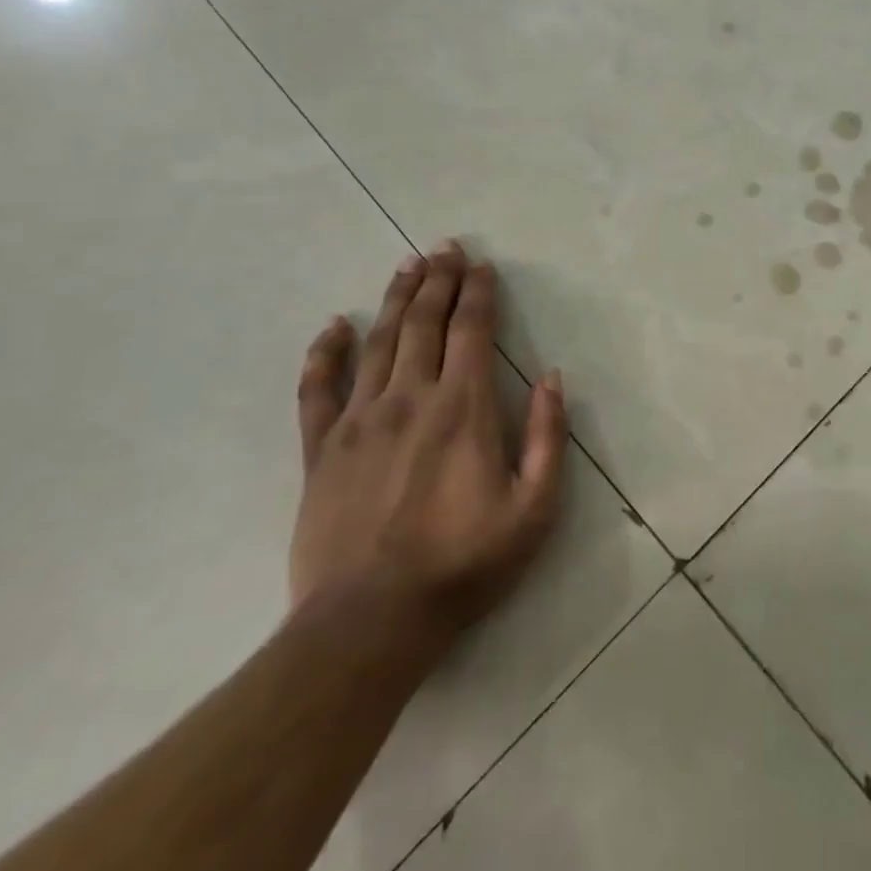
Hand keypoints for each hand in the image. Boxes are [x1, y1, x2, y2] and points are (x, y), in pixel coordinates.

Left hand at [289, 242, 567, 661]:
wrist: (370, 623)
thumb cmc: (464, 565)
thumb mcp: (534, 508)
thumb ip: (548, 437)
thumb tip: (552, 378)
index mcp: (462, 408)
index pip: (471, 331)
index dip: (477, 293)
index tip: (480, 265)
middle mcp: (409, 398)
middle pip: (424, 323)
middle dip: (437, 281)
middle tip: (444, 247)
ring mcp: (359, 422)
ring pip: (378, 343)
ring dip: (395, 300)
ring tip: (406, 266)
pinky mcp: (321, 451)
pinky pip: (317, 390)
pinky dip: (324, 354)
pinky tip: (333, 327)